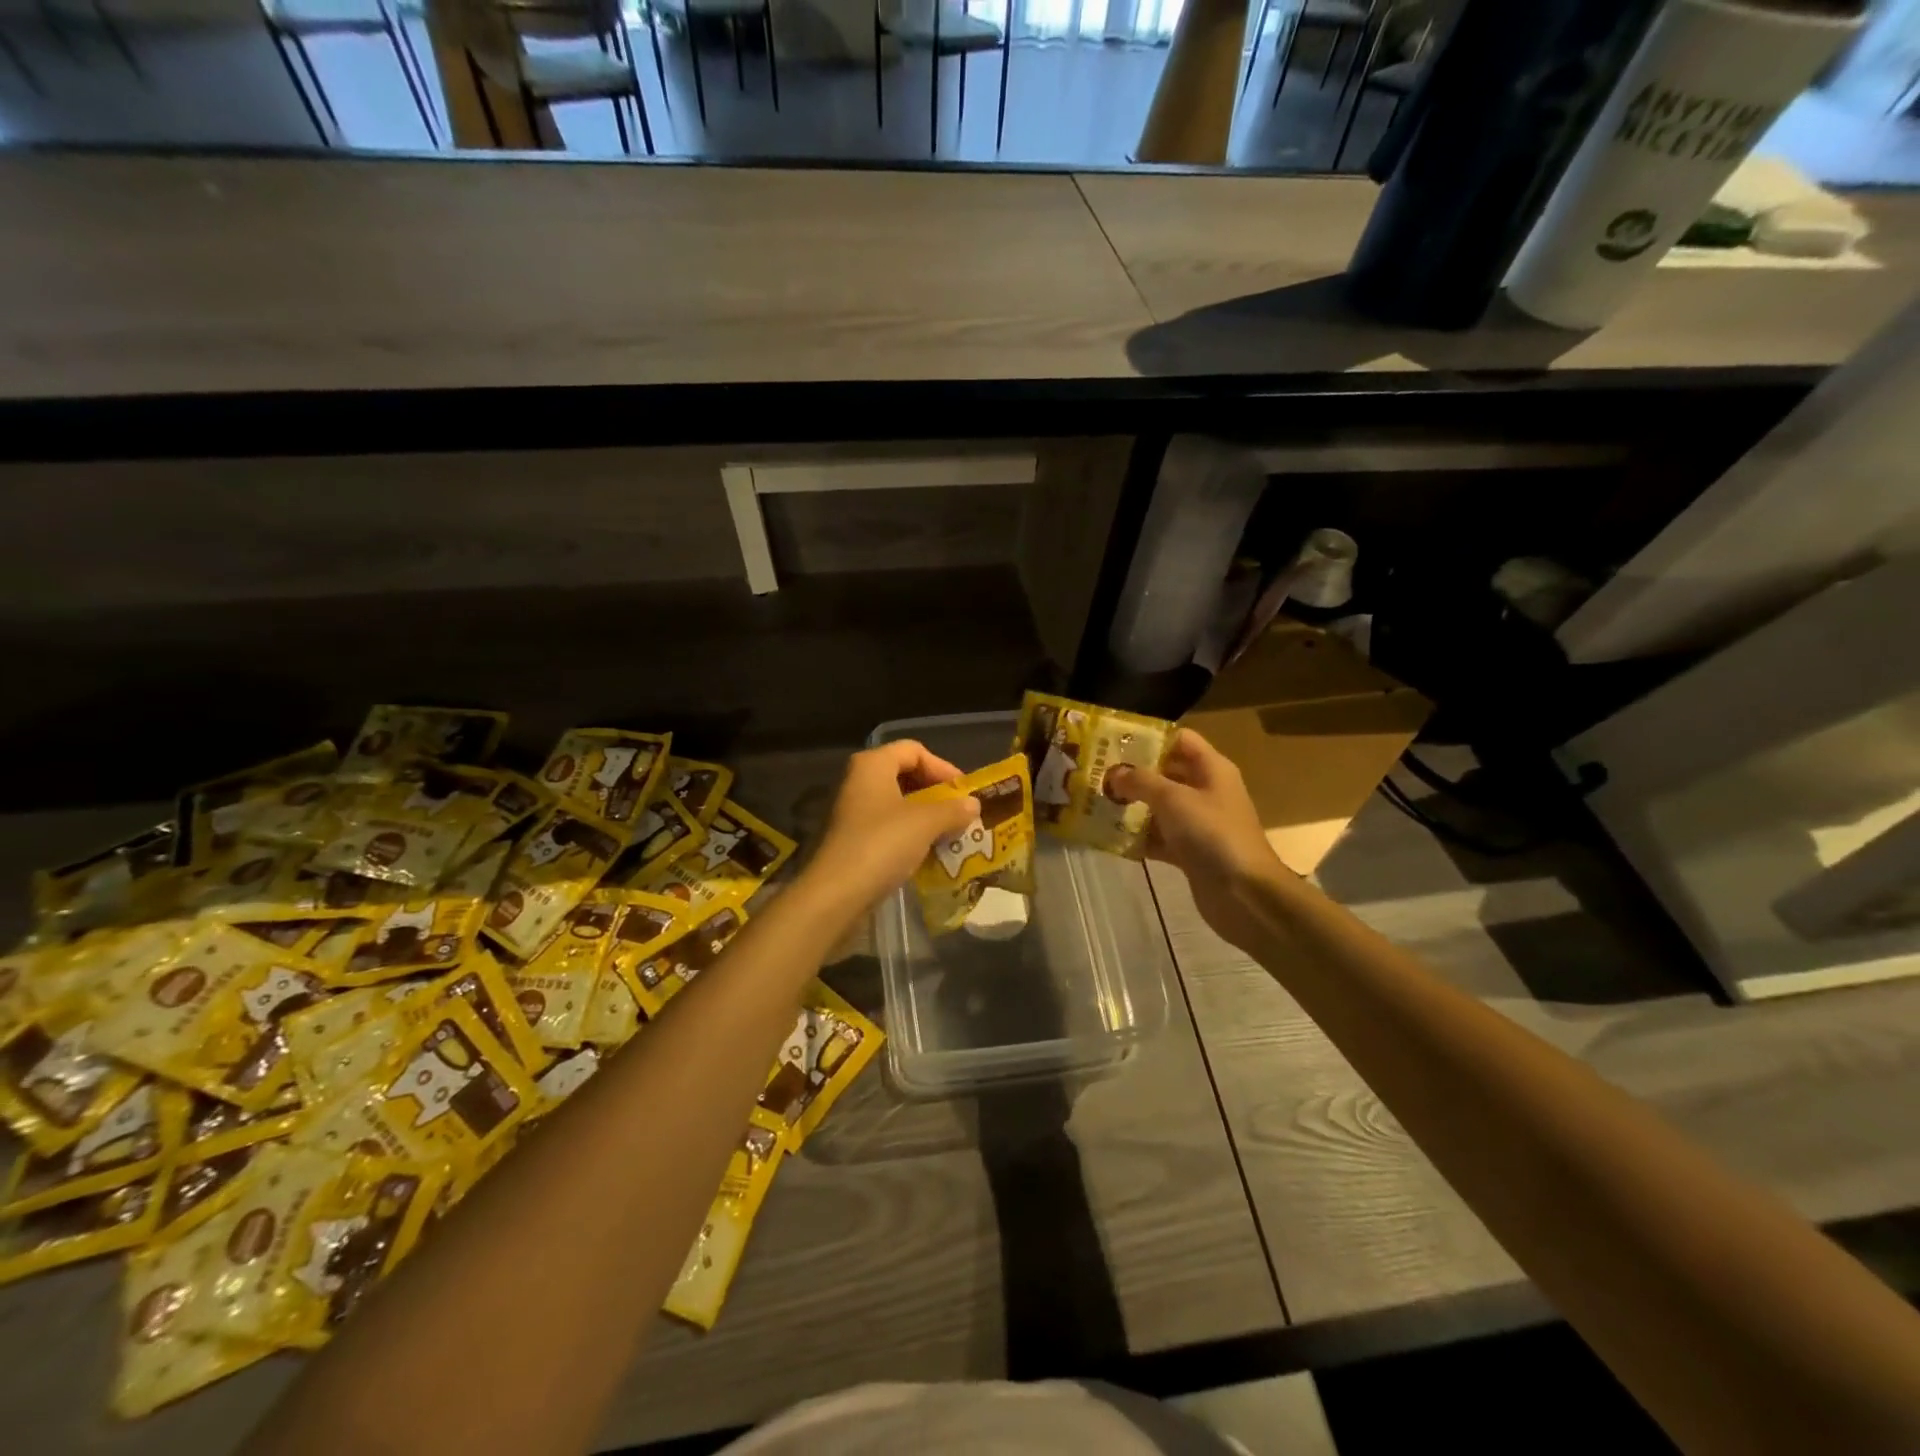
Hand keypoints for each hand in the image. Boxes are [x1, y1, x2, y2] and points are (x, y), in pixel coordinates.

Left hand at [800, 741, 980, 922]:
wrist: (836, 895)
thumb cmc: (882, 844)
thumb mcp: (926, 823)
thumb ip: (953, 810)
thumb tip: (973, 805)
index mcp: (872, 765)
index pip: (914, 750)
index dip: (943, 767)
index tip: (964, 792)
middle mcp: (858, 781)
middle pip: (905, 775)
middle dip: (936, 794)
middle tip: (960, 813)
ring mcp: (852, 812)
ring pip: (897, 804)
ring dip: (926, 817)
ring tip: (951, 834)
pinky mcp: (851, 840)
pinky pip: (887, 828)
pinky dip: (910, 836)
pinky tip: (928, 853)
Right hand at [1106, 728, 1288, 950]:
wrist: (1245, 894)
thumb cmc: (1212, 834)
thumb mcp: (1173, 799)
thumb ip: (1140, 781)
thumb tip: (1114, 773)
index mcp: (1211, 769)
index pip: (1179, 739)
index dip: (1149, 737)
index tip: (1113, 742)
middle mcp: (1206, 791)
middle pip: (1166, 772)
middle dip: (1132, 773)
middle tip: (1096, 774)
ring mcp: (1198, 823)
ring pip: (1159, 807)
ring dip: (1131, 806)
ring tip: (1095, 803)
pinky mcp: (1189, 852)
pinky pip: (1159, 837)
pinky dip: (1138, 838)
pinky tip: (1109, 838)